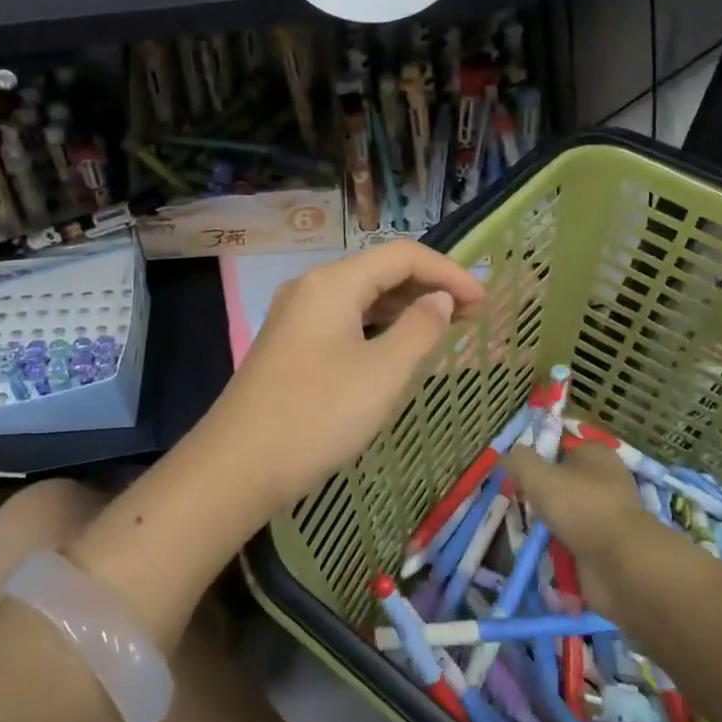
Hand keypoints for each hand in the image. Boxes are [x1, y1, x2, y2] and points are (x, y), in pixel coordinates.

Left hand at [191, 242, 483, 509]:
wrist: (238, 466)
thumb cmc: (318, 415)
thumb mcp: (382, 373)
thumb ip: (420, 328)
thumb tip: (440, 298)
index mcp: (332, 283)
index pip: (402, 255)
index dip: (448, 272)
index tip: (484, 300)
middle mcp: (311, 287)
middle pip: (379, 271)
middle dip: (428, 287)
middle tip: (471, 315)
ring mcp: (295, 316)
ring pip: (361, 297)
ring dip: (404, 307)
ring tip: (444, 328)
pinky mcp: (289, 344)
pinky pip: (343, 320)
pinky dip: (377, 327)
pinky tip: (397, 347)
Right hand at [505, 439, 646, 614]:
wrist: (621, 564)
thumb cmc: (580, 507)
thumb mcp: (538, 476)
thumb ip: (519, 461)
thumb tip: (507, 456)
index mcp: (596, 454)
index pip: (560, 446)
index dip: (537, 457)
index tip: (516, 473)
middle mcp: (606, 480)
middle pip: (563, 481)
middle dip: (542, 494)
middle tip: (519, 502)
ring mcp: (609, 515)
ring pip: (568, 513)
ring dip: (550, 523)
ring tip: (528, 530)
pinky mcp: (609, 545)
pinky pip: (576, 541)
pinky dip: (561, 547)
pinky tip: (544, 551)